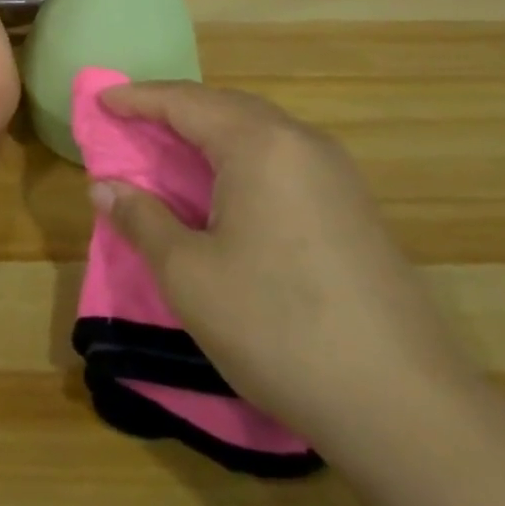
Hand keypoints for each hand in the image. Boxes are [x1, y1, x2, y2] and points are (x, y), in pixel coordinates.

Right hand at [91, 81, 473, 450]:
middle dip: (175, 111)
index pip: (186, 102)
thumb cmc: (276, 326)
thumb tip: (105, 188)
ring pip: (260, 135)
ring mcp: (338, 177)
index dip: (138, 99)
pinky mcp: (355, 211)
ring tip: (172, 154)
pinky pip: (284, 163)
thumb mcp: (188, 274)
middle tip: (132, 125)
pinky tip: (227, 196)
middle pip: (227, 108)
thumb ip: (142, 220)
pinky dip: (242, 163)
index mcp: (260, 146)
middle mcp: (303, 145)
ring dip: (210, 136)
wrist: (403, 406)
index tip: (101, 101)